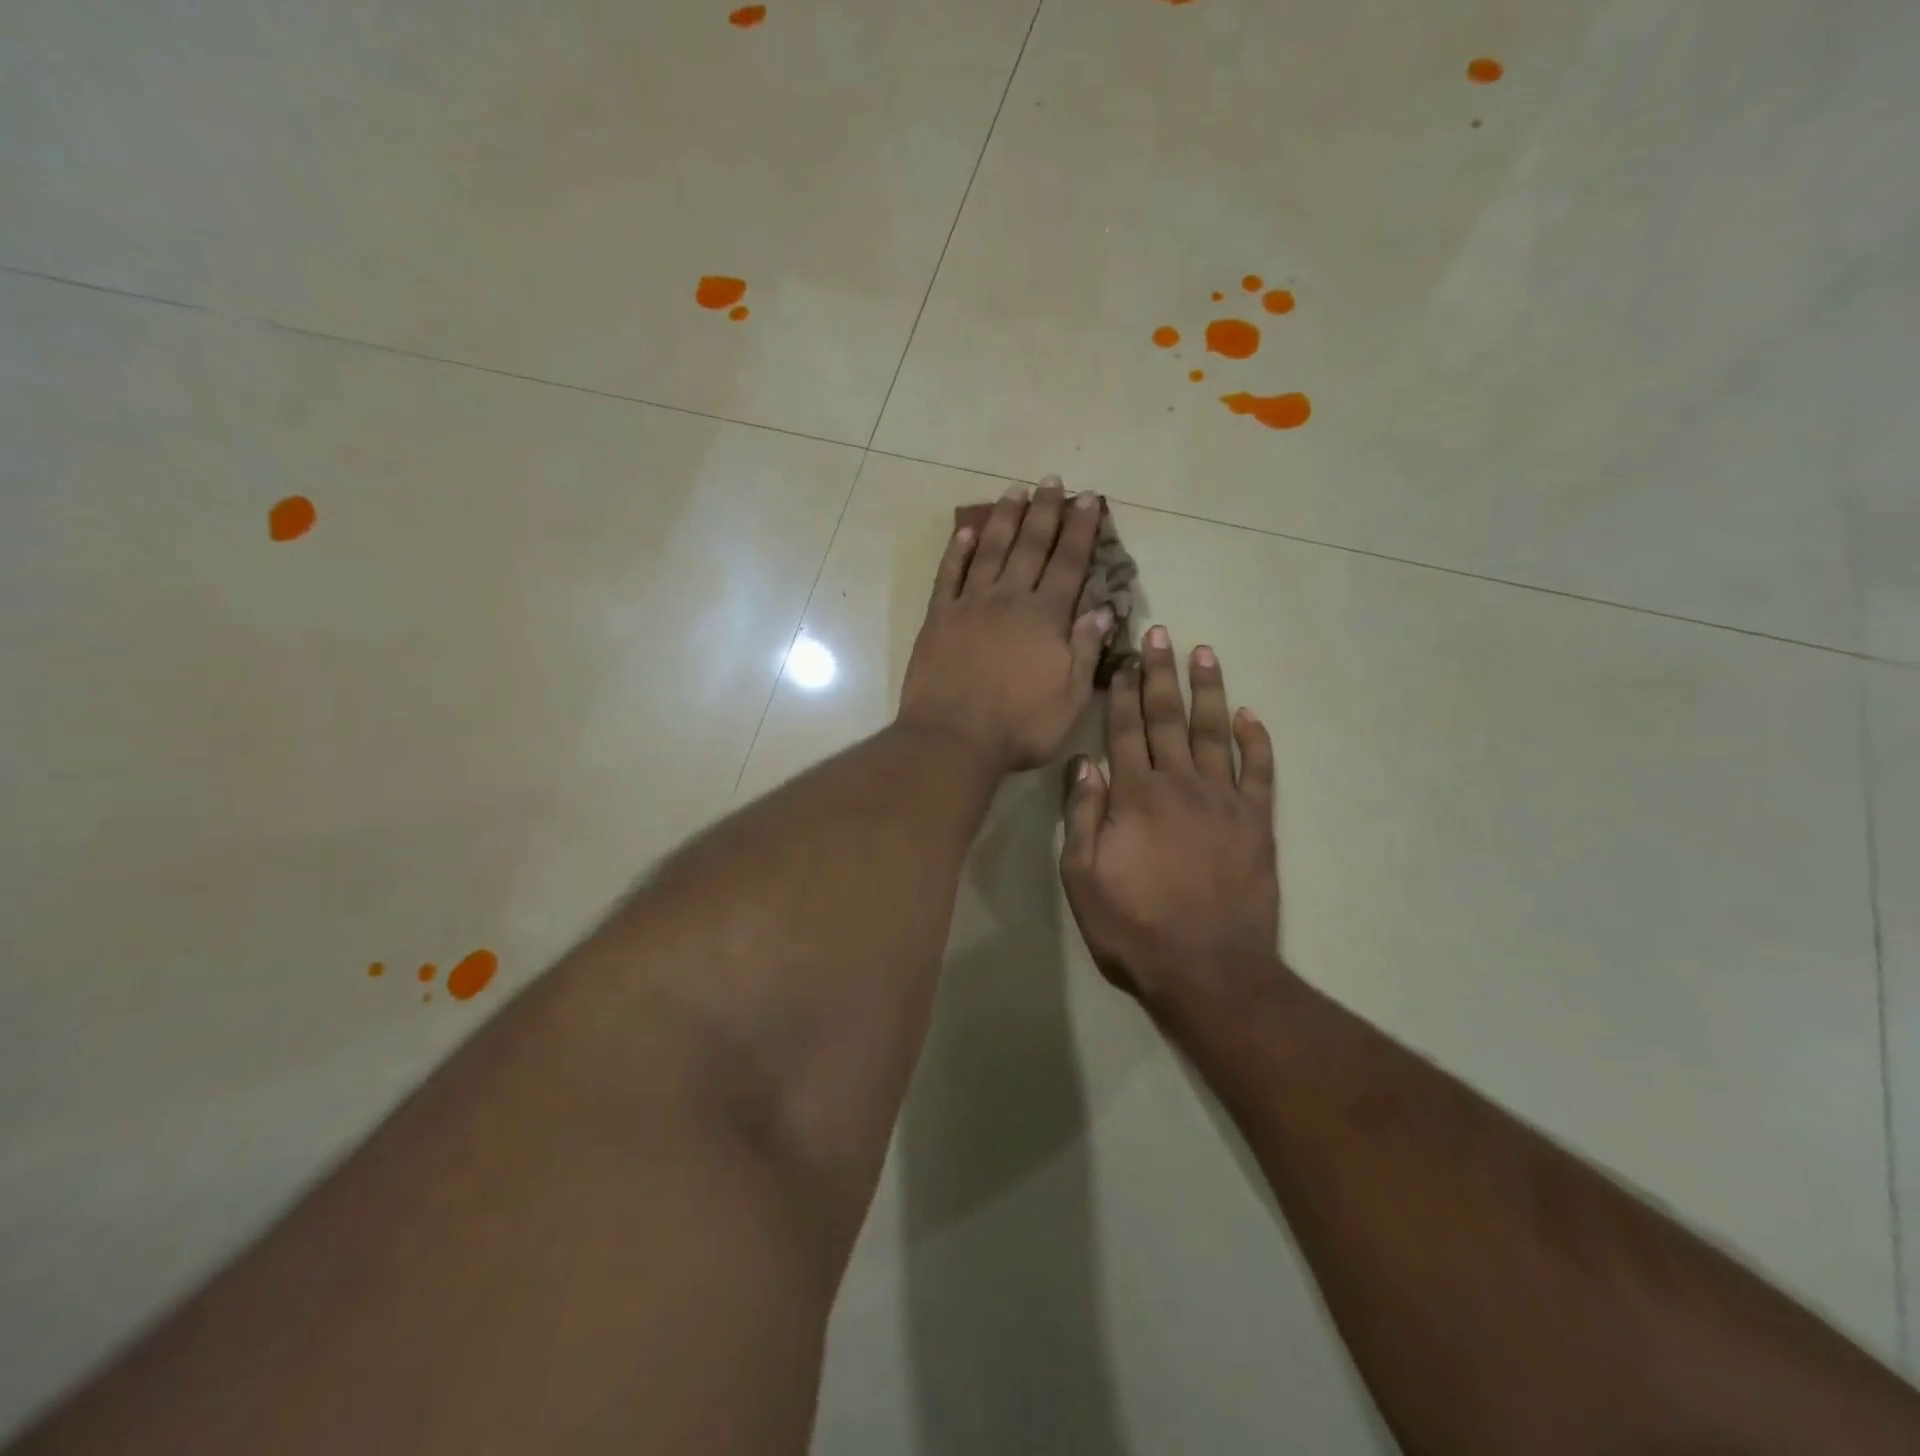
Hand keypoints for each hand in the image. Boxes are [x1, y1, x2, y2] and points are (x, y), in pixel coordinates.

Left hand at [898, 478, 1112, 772]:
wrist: (953, 739)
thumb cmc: (1019, 726)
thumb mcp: (1070, 698)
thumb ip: (1085, 650)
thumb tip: (1102, 609)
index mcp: (1045, 618)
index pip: (1069, 564)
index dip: (1080, 530)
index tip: (1087, 499)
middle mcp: (1009, 600)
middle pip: (1030, 547)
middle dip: (1045, 512)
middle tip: (1053, 481)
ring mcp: (970, 605)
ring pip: (990, 551)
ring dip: (1004, 520)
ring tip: (1016, 491)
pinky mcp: (938, 618)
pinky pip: (948, 576)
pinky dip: (957, 552)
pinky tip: (965, 532)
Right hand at [1058, 626, 1282, 1015]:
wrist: (1208, 969)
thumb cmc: (1134, 926)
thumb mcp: (1083, 877)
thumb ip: (1083, 816)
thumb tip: (1084, 763)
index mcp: (1136, 796)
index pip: (1126, 730)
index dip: (1123, 691)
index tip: (1124, 658)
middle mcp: (1181, 785)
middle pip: (1168, 719)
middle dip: (1162, 674)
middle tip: (1163, 634)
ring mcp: (1224, 802)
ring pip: (1215, 733)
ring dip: (1208, 691)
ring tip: (1206, 653)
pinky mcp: (1257, 823)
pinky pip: (1259, 772)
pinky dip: (1256, 741)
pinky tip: (1251, 715)